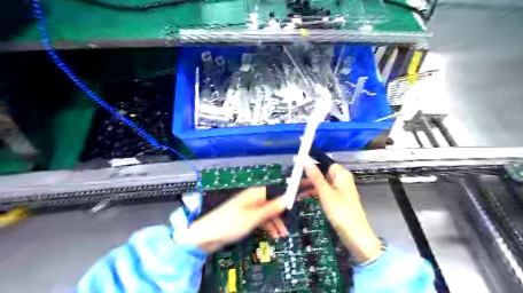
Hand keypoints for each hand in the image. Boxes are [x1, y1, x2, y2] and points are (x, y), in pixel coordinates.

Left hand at [186, 187, 284, 250]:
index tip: (296, 205)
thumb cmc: (229, 224)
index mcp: (254, 194)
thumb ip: (270, 208)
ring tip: (282, 235)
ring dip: (275, 223)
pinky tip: (273, 235)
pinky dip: (267, 226)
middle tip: (288, 226)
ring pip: (267, 213)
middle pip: (272, 203)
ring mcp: (249, 209)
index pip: (275, 191)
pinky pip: (260, 220)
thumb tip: (286, 199)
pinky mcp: (245, 218)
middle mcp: (253, 199)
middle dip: (281, 214)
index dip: (285, 197)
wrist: (206, 236)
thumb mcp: (253, 217)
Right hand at [303, 162, 383, 262]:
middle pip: (322, 173)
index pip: (325, 163)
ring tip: (293, 191)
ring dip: (309, 186)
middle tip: (292, 181)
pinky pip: (323, 192)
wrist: (355, 236)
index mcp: (341, 175)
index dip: (312, 164)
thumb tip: (305, 160)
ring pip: (321, 184)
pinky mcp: (337, 200)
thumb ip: (315, 176)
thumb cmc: (341, 212)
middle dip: (308, 177)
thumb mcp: (325, 193)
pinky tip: (302, 197)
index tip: (297, 166)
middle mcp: (341, 180)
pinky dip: (314, 194)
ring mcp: (340, 191)